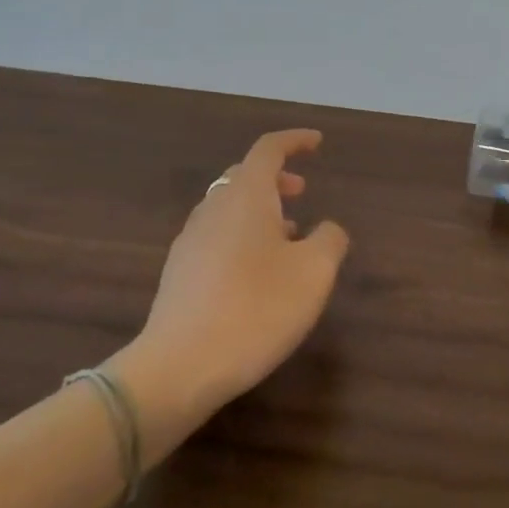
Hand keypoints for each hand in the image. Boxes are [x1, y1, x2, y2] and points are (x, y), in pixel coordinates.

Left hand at [125, 130, 349, 417]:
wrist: (180, 366)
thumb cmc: (256, 309)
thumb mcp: (314, 273)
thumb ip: (329, 240)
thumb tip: (326, 228)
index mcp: (245, 196)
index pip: (268, 149)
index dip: (295, 141)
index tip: (317, 142)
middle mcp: (213, 208)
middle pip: (243, 176)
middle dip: (276, 177)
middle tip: (302, 191)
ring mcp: (190, 240)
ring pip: (228, 208)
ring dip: (259, 210)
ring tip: (287, 235)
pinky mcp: (179, 272)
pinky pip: (216, 236)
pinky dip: (241, 236)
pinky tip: (256, 271)